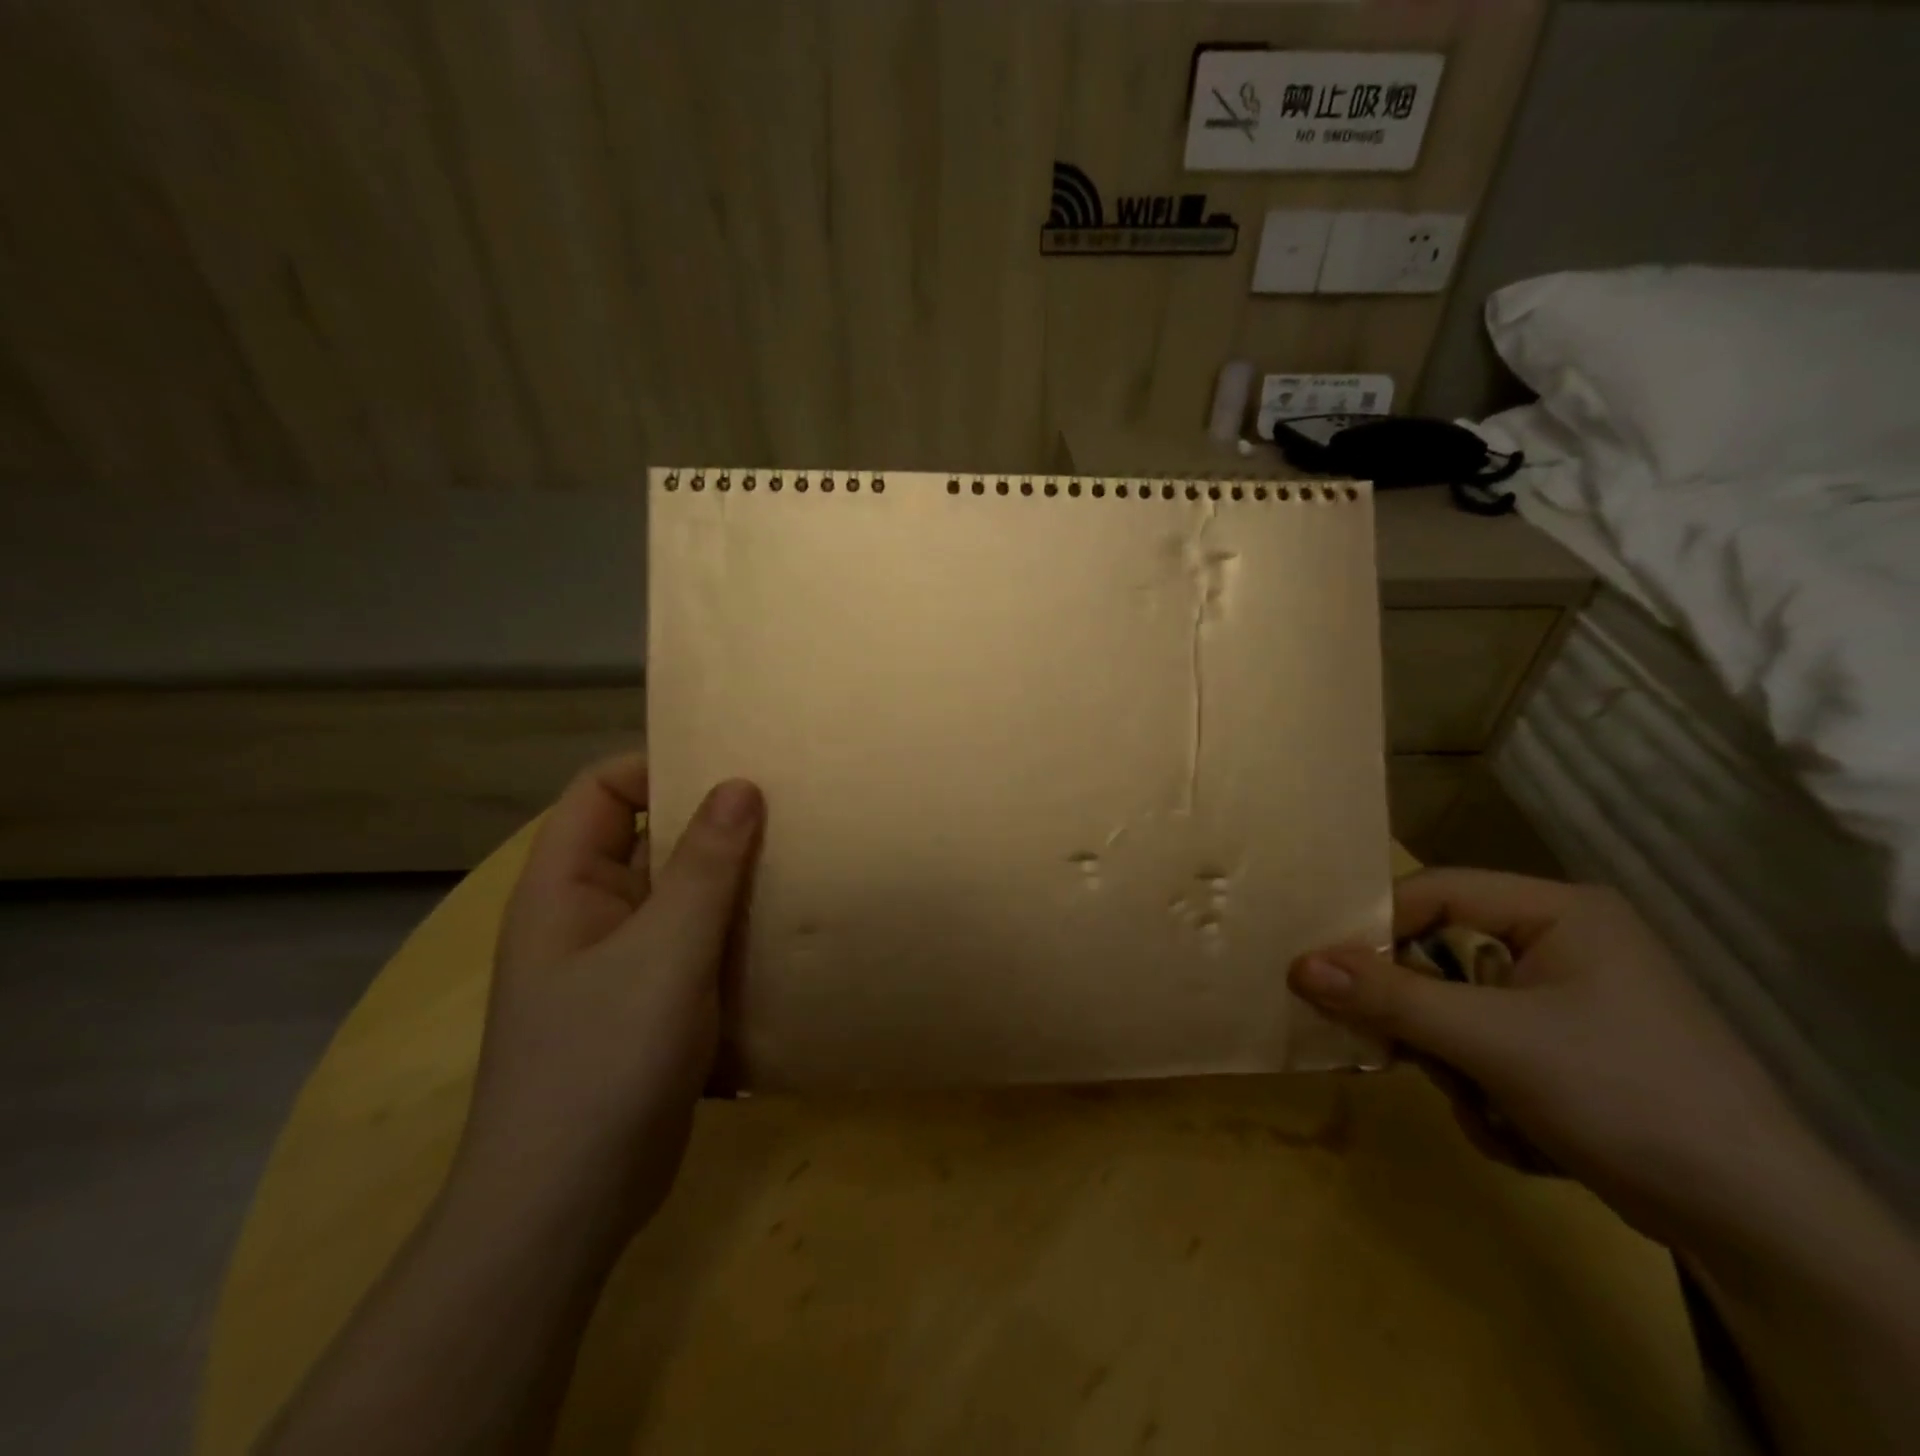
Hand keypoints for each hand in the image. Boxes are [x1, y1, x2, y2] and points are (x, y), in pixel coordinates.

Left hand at [453, 753, 762, 1243]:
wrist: (567, 1207)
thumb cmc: (604, 1061)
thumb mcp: (665, 952)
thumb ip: (706, 865)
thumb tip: (741, 784)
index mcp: (567, 885)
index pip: (605, 789)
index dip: (662, 766)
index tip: (736, 768)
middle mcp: (589, 913)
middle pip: (651, 839)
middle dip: (715, 824)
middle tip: (790, 810)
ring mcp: (620, 963)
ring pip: (681, 896)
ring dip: (733, 883)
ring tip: (801, 864)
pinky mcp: (651, 1005)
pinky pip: (696, 945)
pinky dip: (734, 933)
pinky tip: (784, 934)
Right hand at [1290, 870, 1846, 1261]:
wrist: (1759, 1229)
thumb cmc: (1623, 1096)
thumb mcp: (1492, 1042)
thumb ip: (1390, 998)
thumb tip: (1297, 964)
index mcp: (1558, 911)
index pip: (1434, 892)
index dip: (1375, 927)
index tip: (1324, 972)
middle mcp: (1562, 942)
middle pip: (1440, 954)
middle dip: (1422, 1016)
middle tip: (1397, 1052)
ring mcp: (1567, 998)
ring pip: (1455, 1008)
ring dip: (1453, 1064)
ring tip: (1485, 1107)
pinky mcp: (1567, 1049)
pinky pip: (1483, 1045)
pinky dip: (1482, 1089)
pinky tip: (1518, 1129)